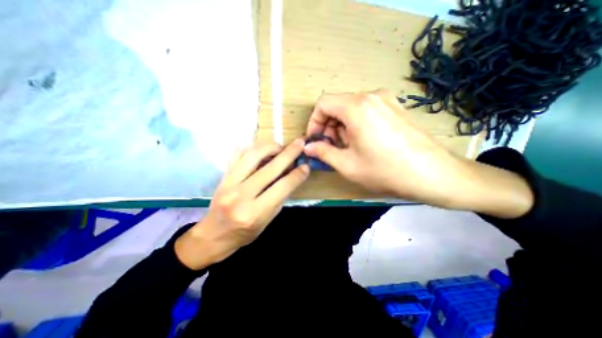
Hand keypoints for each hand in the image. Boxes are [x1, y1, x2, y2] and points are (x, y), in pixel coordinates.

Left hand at [172, 139, 305, 268]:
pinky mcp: (223, 176)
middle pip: (270, 168)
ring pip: (252, 155)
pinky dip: (252, 148)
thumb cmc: (245, 232)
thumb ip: (280, 197)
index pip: (282, 187)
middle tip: (299, 143)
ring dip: (270, 146)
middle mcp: (241, 196)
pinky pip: (237, 154)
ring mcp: (229, 184)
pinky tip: (261, 148)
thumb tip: (292, 175)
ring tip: (280, 147)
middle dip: (288, 153)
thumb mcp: (268, 220)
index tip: (306, 166)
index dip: (297, 174)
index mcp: (255, 213)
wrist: (214, 235)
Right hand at [306, 89, 529, 217]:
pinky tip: (363, 142)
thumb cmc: (385, 170)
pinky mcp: (395, 107)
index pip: (323, 103)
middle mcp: (371, 96)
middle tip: (331, 147)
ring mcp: (386, 100)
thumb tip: (307, 147)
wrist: (433, 174)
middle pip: (338, 105)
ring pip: (351, 108)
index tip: (316, 140)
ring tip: (347, 147)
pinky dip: (356, 124)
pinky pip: (366, 110)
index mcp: (357, 106)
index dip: (314, 122)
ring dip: (342, 126)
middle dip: (329, 126)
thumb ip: (323, 152)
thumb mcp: (347, 164)